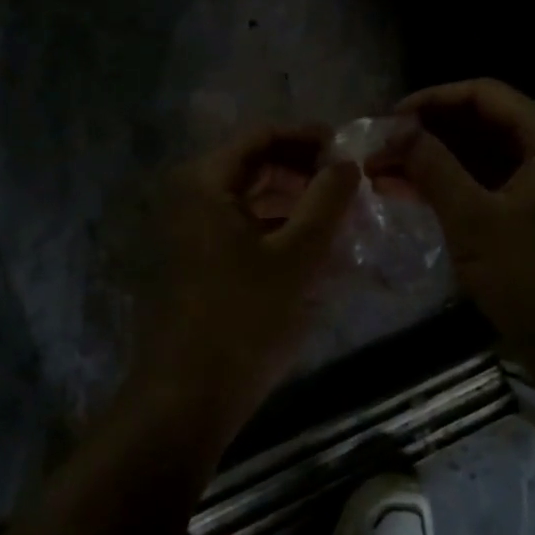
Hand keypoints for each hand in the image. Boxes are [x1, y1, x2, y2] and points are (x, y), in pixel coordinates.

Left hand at [129, 125, 359, 444]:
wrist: (186, 399)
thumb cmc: (244, 319)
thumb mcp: (297, 256)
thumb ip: (326, 201)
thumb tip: (348, 161)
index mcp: (205, 183)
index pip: (262, 136)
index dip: (308, 137)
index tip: (348, 151)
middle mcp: (190, 197)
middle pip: (254, 164)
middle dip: (303, 170)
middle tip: (348, 186)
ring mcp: (189, 232)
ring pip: (250, 198)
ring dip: (293, 201)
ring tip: (338, 217)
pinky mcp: (196, 262)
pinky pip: (242, 228)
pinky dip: (276, 228)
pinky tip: (310, 248)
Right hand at [395, 79, 534, 370]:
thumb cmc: (534, 280)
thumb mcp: (474, 219)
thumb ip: (432, 165)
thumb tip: (393, 128)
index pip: (483, 94)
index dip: (430, 100)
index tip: (385, 119)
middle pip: (480, 121)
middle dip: (426, 132)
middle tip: (376, 147)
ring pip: (480, 153)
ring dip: (433, 159)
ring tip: (380, 169)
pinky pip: (487, 181)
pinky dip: (450, 184)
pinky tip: (407, 191)